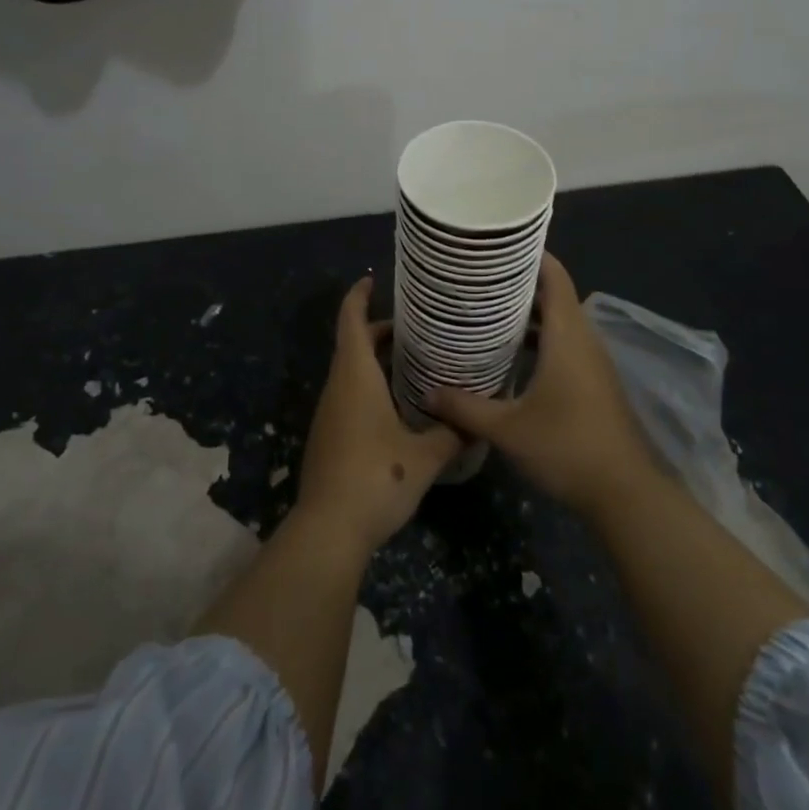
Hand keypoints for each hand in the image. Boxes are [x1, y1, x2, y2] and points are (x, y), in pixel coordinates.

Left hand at [296, 277, 462, 554]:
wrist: (329, 529)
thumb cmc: (376, 477)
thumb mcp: (424, 456)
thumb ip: (452, 434)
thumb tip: (479, 422)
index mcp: (355, 376)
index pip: (351, 321)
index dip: (359, 297)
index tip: (373, 280)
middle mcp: (338, 387)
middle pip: (353, 344)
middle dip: (380, 331)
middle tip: (418, 328)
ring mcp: (329, 413)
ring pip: (351, 371)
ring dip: (376, 360)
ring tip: (415, 362)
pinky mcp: (329, 436)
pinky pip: (349, 395)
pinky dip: (371, 385)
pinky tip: (399, 404)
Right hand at [424, 254, 654, 518]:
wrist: (626, 494)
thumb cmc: (568, 448)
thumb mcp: (508, 430)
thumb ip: (466, 408)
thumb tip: (429, 392)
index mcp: (567, 335)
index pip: (554, 276)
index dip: (530, 254)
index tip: (496, 245)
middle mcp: (583, 339)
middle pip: (554, 294)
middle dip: (518, 282)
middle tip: (478, 277)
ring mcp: (593, 362)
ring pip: (560, 321)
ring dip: (529, 313)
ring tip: (487, 309)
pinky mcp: (594, 382)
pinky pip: (565, 343)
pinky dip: (540, 338)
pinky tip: (512, 354)